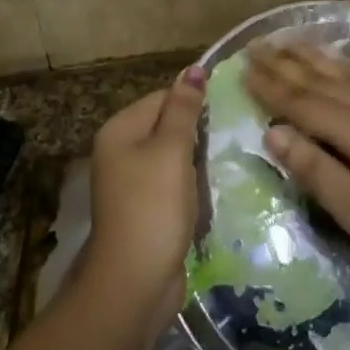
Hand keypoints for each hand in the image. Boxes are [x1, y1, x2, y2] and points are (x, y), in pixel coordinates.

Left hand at [83, 66, 204, 322]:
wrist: (135, 282)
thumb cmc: (153, 206)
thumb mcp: (172, 150)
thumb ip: (184, 109)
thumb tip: (194, 68)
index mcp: (120, 130)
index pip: (162, 97)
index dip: (193, 102)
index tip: (225, 111)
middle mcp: (120, 151)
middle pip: (166, 125)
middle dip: (197, 131)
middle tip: (230, 135)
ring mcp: (131, 183)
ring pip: (173, 155)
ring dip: (197, 159)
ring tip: (225, 159)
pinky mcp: (145, 208)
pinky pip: (172, 182)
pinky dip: (191, 184)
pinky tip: (210, 188)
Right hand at [246, 44, 349, 289]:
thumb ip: (316, 169)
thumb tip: (273, 132)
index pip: (302, 102)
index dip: (270, 85)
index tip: (242, 66)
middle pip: (322, 80)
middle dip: (286, 63)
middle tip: (257, 45)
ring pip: (347, 74)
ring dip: (315, 58)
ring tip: (291, 42)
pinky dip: (347, 68)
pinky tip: (346, 68)